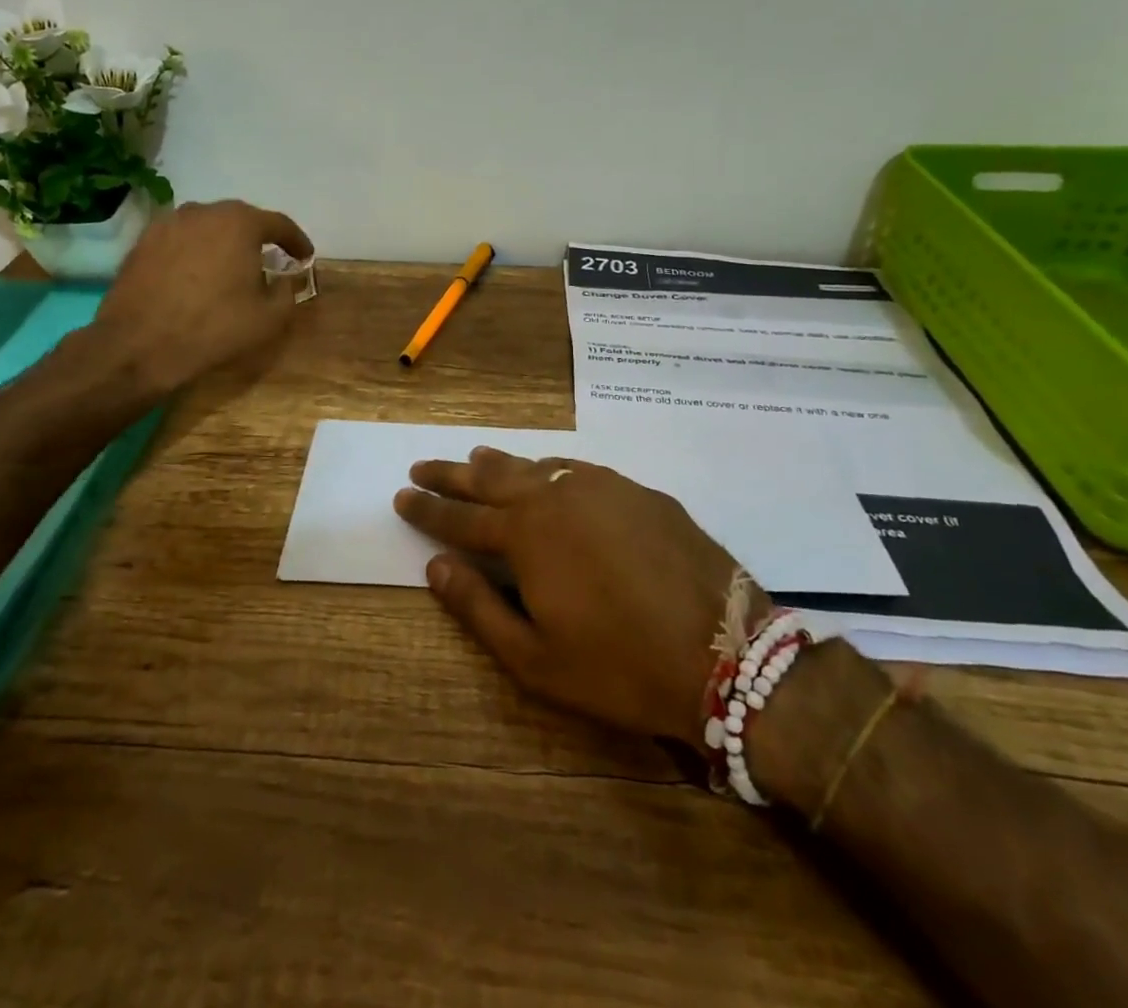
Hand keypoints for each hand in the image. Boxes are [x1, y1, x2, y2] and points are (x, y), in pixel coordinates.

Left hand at [93, 200, 313, 394]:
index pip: (279, 224)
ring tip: (230, 268)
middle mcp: (203, 211)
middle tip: (268, 261)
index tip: (305, 256)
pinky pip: (181, 240)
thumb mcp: (268, 318)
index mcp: (240, 223)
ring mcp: (168, 223)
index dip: (296, 241)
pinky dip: (194, 252)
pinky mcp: (143, 241)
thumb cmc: (213, 328)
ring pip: (207, 227)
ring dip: (223, 243)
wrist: (139, 345)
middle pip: (240, 219)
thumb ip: (287, 292)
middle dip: (257, 238)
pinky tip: (196, 275)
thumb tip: (285, 280)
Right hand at [395, 447, 759, 744]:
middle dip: (451, 473)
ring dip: (499, 465)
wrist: (727, 654)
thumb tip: (435, 566)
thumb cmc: (620, 666)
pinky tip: (549, 475)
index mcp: (525, 535)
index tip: (400, 496)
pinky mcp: (638, 491)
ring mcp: (601, 486)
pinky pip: (578, 470)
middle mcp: (556, 496)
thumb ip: (478, 607)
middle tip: (421, 467)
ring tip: (476, 460)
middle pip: (490, 478)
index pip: (460, 519)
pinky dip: (549, 470)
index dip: (426, 509)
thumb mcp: (536, 658)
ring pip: (534, 464)